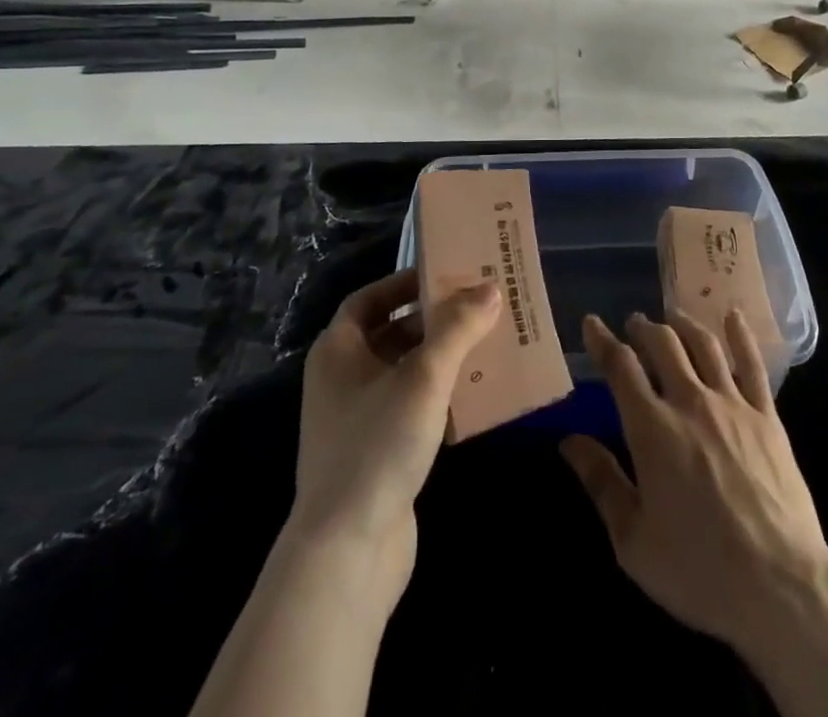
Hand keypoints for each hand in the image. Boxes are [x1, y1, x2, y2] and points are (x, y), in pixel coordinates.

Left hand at [292, 268, 498, 580]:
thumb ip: (458, 329)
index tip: (445, 274)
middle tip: (478, 307)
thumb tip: (490, 289)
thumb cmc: (377, 445)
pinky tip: (476, 398)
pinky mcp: (376, 455)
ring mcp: (357, 420)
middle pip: (391, 334)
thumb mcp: (424, 377)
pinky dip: (440, 397)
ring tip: (486, 345)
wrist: (347, 553)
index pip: (370, 299)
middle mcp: (342, 379)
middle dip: (434, 321)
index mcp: (338, 351)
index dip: (405, 283)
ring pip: (404, 373)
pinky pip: (411, 409)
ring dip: (441, 359)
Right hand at [561, 309, 827, 655]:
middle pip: (663, 344)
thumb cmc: (698, 570)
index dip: (602, 340)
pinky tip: (733, 316)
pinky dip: (741, 335)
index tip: (592, 322)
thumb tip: (568, 440)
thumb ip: (601, 482)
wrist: (780, 587)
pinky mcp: (767, 417)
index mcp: (652, 429)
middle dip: (644, 328)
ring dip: (683, 324)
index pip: (620, 367)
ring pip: (704, 345)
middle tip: (635, 324)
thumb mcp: (633, 540)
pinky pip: (753, 365)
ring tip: (672, 318)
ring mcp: (733, 405)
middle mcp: (690, 402)